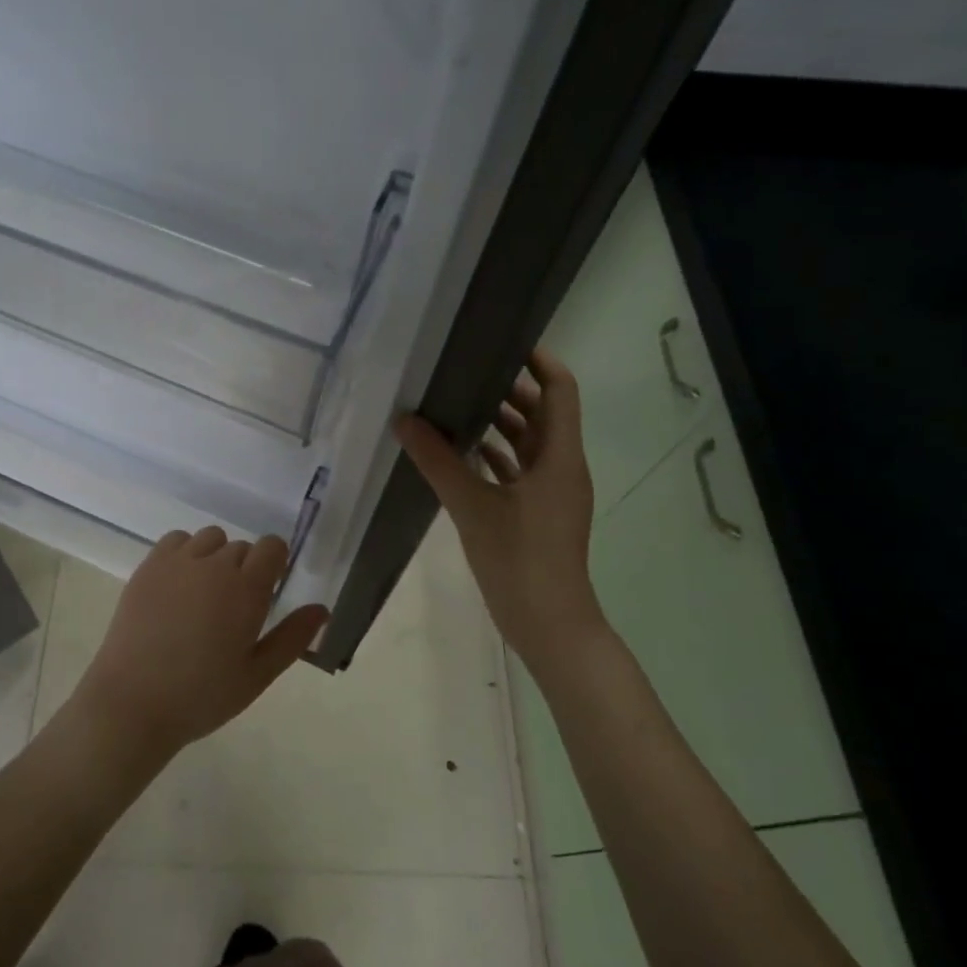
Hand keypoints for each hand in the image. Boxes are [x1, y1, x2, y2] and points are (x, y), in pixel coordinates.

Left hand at [69, 528, 329, 766]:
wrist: (132, 703)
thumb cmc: (202, 696)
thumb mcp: (257, 674)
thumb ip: (292, 637)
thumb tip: (321, 608)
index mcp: (247, 589)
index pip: (272, 547)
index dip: (275, 565)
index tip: (267, 594)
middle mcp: (214, 564)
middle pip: (242, 547)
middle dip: (245, 570)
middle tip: (233, 611)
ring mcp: (177, 562)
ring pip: (210, 538)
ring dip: (215, 558)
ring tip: (204, 597)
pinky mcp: (148, 567)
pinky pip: (176, 540)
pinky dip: (185, 553)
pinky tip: (179, 587)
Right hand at [396, 350, 607, 666]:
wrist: (548, 624)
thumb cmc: (519, 560)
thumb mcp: (472, 507)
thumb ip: (438, 461)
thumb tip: (405, 420)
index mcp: (559, 457)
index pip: (560, 390)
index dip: (539, 361)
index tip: (502, 342)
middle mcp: (561, 468)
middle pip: (543, 413)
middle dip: (509, 390)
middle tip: (463, 372)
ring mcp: (551, 493)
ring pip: (529, 444)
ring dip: (500, 424)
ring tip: (455, 404)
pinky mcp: (537, 513)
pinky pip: (518, 471)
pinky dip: (495, 456)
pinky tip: (459, 453)